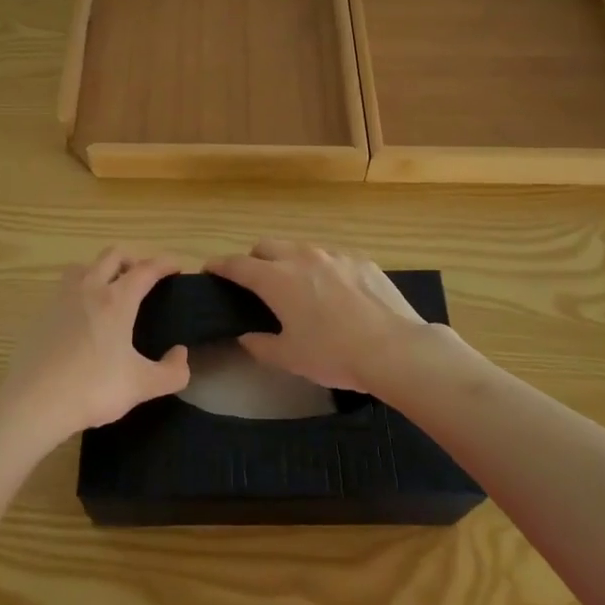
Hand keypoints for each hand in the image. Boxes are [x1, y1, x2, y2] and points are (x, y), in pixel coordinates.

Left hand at [0, 247, 189, 443]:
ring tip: (109, 290)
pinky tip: (81, 318)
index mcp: (117, 300)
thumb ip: (171, 372)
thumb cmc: (93, 388)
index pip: (146, 269)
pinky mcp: (41, 314)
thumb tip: (181, 355)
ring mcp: (61, 299)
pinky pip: (64, 289)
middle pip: (112, 255)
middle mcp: (89, 289)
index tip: (177, 266)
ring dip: (100, 269)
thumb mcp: (142, 385)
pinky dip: (78, 292)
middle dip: (133, 259)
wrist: (34, 402)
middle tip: (144, 277)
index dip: (165, 263)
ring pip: (83, 267)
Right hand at [206, 240, 427, 394]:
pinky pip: (332, 258)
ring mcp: (334, 255)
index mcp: (277, 279)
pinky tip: (335, 292)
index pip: (238, 265)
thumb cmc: (334, 354)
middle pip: (266, 246)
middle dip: (254, 258)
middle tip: (254, 281)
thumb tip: (246, 337)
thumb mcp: (290, 358)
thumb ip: (261, 345)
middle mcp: (301, 258)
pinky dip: (322, 269)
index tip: (210, 269)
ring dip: (288, 261)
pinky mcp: (361, 261)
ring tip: (296, 286)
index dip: (220, 266)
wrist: (394, 348)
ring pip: (300, 248)